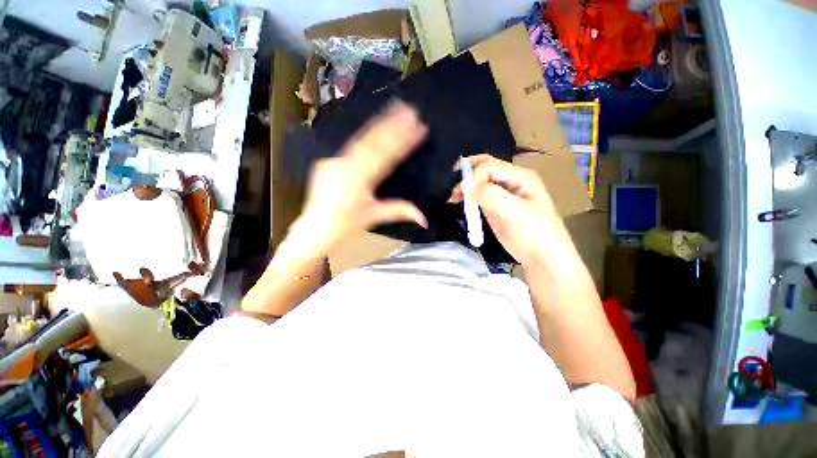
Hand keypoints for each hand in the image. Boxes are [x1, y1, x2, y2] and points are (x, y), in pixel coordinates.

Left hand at [273, 102, 428, 270]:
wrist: (314, 229)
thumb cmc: (345, 225)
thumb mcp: (374, 217)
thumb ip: (400, 211)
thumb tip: (424, 218)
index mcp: (359, 180)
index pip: (386, 155)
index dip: (404, 140)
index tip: (419, 128)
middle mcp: (346, 166)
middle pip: (373, 141)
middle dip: (392, 124)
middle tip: (410, 109)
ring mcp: (335, 161)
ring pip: (360, 140)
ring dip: (379, 124)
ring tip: (394, 109)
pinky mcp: (328, 162)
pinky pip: (350, 147)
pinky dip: (365, 136)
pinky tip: (374, 128)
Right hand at [450, 154, 571, 267]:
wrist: (542, 257)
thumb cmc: (533, 232)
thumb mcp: (513, 211)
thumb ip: (489, 195)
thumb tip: (464, 184)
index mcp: (520, 176)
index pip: (490, 166)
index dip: (474, 176)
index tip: (462, 192)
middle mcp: (511, 181)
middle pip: (484, 169)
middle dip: (467, 175)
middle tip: (452, 187)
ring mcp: (503, 194)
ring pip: (480, 183)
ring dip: (466, 187)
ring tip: (453, 197)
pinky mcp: (496, 207)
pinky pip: (479, 196)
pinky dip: (469, 198)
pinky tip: (461, 202)